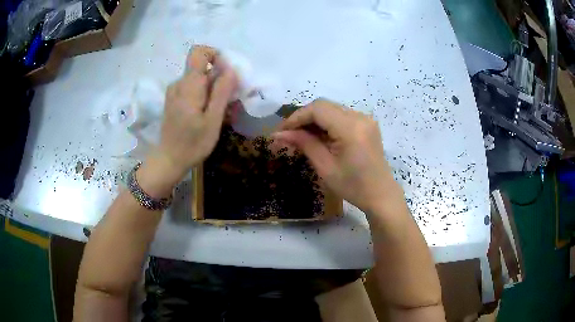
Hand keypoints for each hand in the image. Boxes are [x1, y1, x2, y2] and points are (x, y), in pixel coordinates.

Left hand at [138, 46, 236, 195]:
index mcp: (189, 85)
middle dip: (220, 79)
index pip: (199, 52)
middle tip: (230, 101)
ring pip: (199, 79)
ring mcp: (175, 92)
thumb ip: (221, 92)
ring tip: (222, 111)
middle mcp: (179, 83)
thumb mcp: (212, 120)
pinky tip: (209, 114)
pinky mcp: (174, 100)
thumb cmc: (192, 144)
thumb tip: (230, 69)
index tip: (226, 74)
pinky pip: (192, 89)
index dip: (215, 55)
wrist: (169, 160)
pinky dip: (204, 96)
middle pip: (202, 67)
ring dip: (213, 89)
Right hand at [274, 99, 401, 212]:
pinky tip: (318, 136)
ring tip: (300, 137)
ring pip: (331, 109)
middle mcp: (360, 117)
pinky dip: (326, 123)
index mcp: (351, 128)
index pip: (317, 109)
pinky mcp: (366, 124)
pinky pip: (341, 116)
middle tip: (288, 135)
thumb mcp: (325, 167)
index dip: (296, 117)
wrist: (380, 195)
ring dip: (314, 120)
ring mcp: (365, 119)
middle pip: (324, 106)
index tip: (281, 132)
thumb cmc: (353, 186)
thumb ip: (304, 144)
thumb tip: (279, 134)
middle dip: (303, 118)